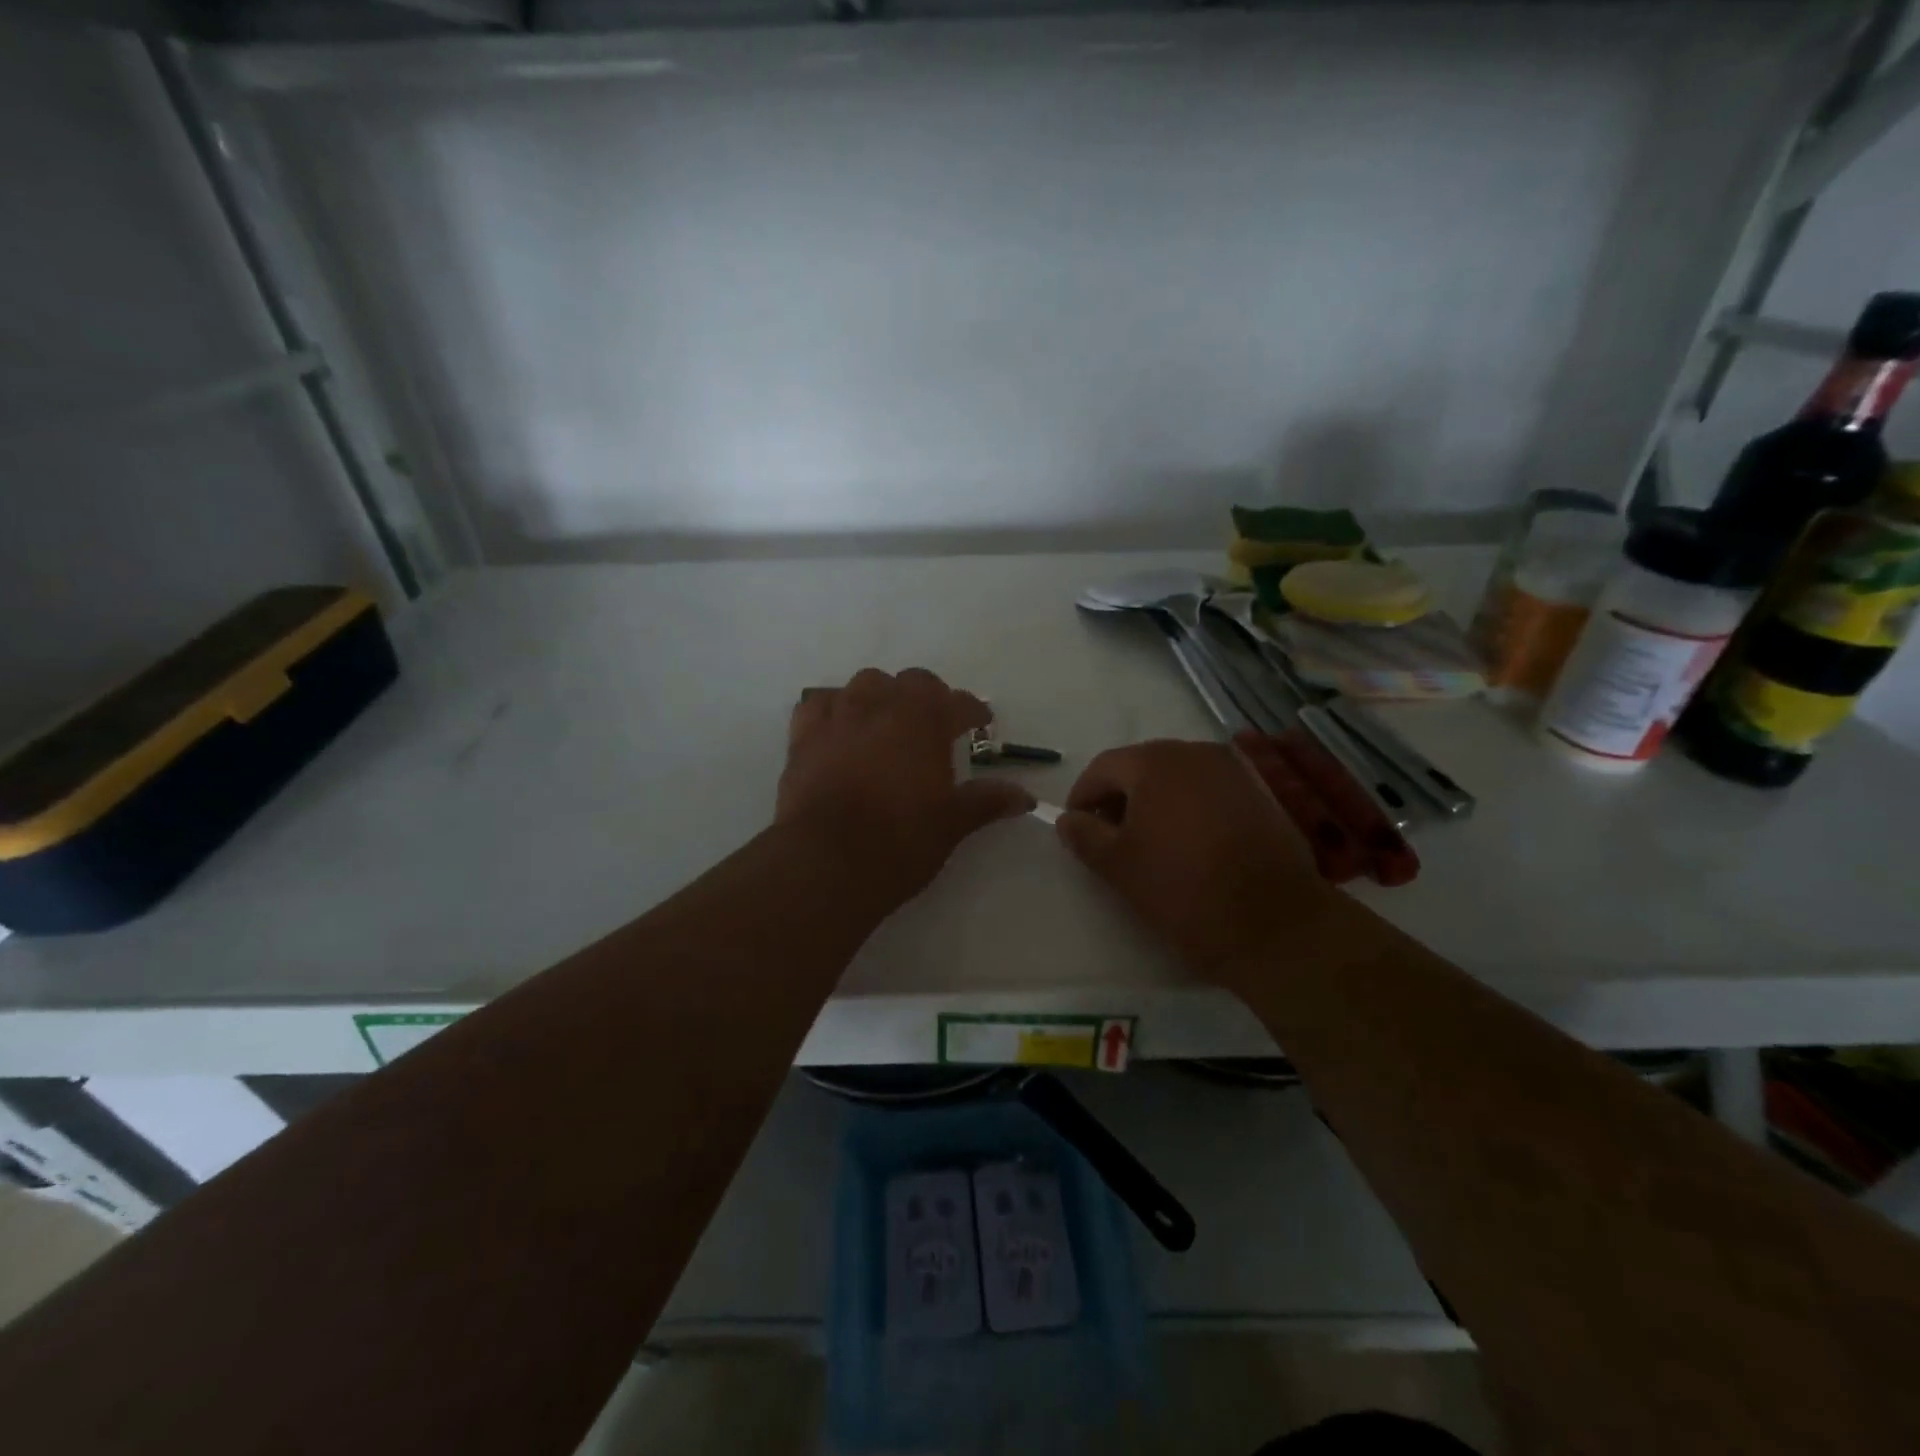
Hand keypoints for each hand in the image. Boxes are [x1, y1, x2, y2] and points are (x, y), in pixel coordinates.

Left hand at [777, 669, 1034, 904]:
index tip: (980, 723)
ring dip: (882, 696)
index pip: (958, 703)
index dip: (973, 712)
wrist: (826, 862)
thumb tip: (1025, 796)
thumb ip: (986, 801)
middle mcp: (882, 705)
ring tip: (888, 722)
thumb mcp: (951, 823)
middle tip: (936, 725)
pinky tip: (840, 728)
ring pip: (865, 684)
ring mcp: (839, 716)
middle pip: (912, 682)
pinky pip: (819, 703)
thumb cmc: (900, 841)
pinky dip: (834, 708)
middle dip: (929, 697)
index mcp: (925, 721)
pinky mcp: (803, 736)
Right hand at [1055, 739, 1328, 984]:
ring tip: (1152, 842)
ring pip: (1178, 777)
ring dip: (1157, 801)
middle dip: (1120, 797)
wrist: (1273, 922)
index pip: (1103, 767)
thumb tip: (1068, 819)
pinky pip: (1210, 790)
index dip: (1082, 796)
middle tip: (1111, 837)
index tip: (1077, 828)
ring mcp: (1233, 770)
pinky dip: (1192, 807)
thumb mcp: (1118, 866)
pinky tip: (1192, 842)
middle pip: (1142, 766)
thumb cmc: (1182, 889)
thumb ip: (1085, 835)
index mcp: (1154, 762)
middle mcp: (1195, 752)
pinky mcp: (1261, 792)